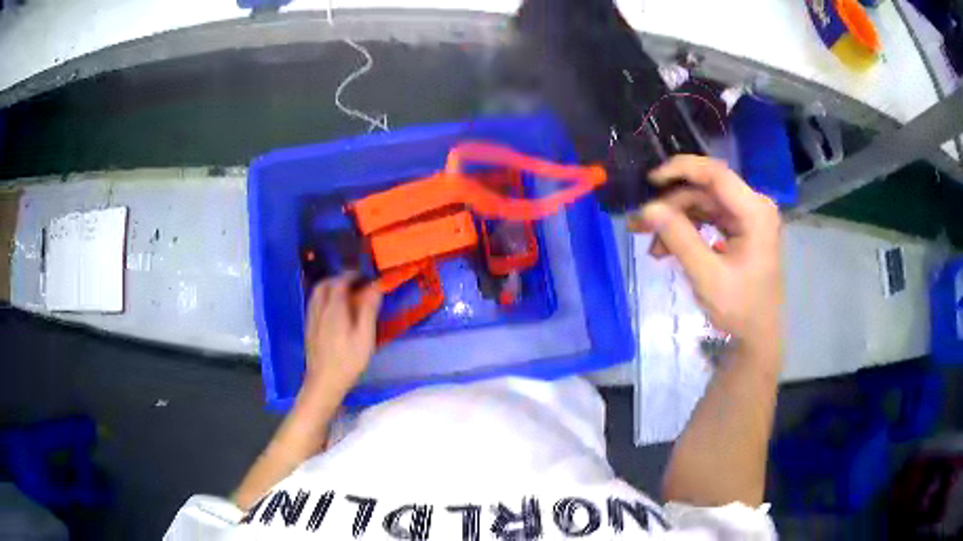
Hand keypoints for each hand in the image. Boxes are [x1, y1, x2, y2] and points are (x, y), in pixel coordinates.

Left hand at [303, 272, 381, 397]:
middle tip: (354, 283)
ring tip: (345, 295)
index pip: (340, 281)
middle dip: (339, 279)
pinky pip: (314, 304)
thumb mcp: (365, 336)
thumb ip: (368, 309)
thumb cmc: (348, 361)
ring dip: (330, 288)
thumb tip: (376, 286)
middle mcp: (319, 309)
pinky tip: (334, 311)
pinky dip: (324, 299)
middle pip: (324, 284)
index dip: (352, 275)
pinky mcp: (309, 329)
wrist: (324, 382)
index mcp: (334, 308)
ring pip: (317, 294)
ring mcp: (311, 319)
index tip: (365, 276)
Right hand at [629, 156, 782, 360]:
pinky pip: (707, 218)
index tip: (650, 180)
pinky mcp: (739, 229)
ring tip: (652, 246)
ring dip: (675, 220)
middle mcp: (753, 207)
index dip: (681, 170)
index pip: (716, 175)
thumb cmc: (739, 309)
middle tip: (639, 225)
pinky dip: (686, 230)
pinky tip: (667, 249)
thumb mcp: (707, 275)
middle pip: (705, 191)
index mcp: (755, 212)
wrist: (757, 336)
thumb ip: (679, 238)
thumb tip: (648, 208)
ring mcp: (747, 218)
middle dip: (671, 206)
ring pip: (702, 204)